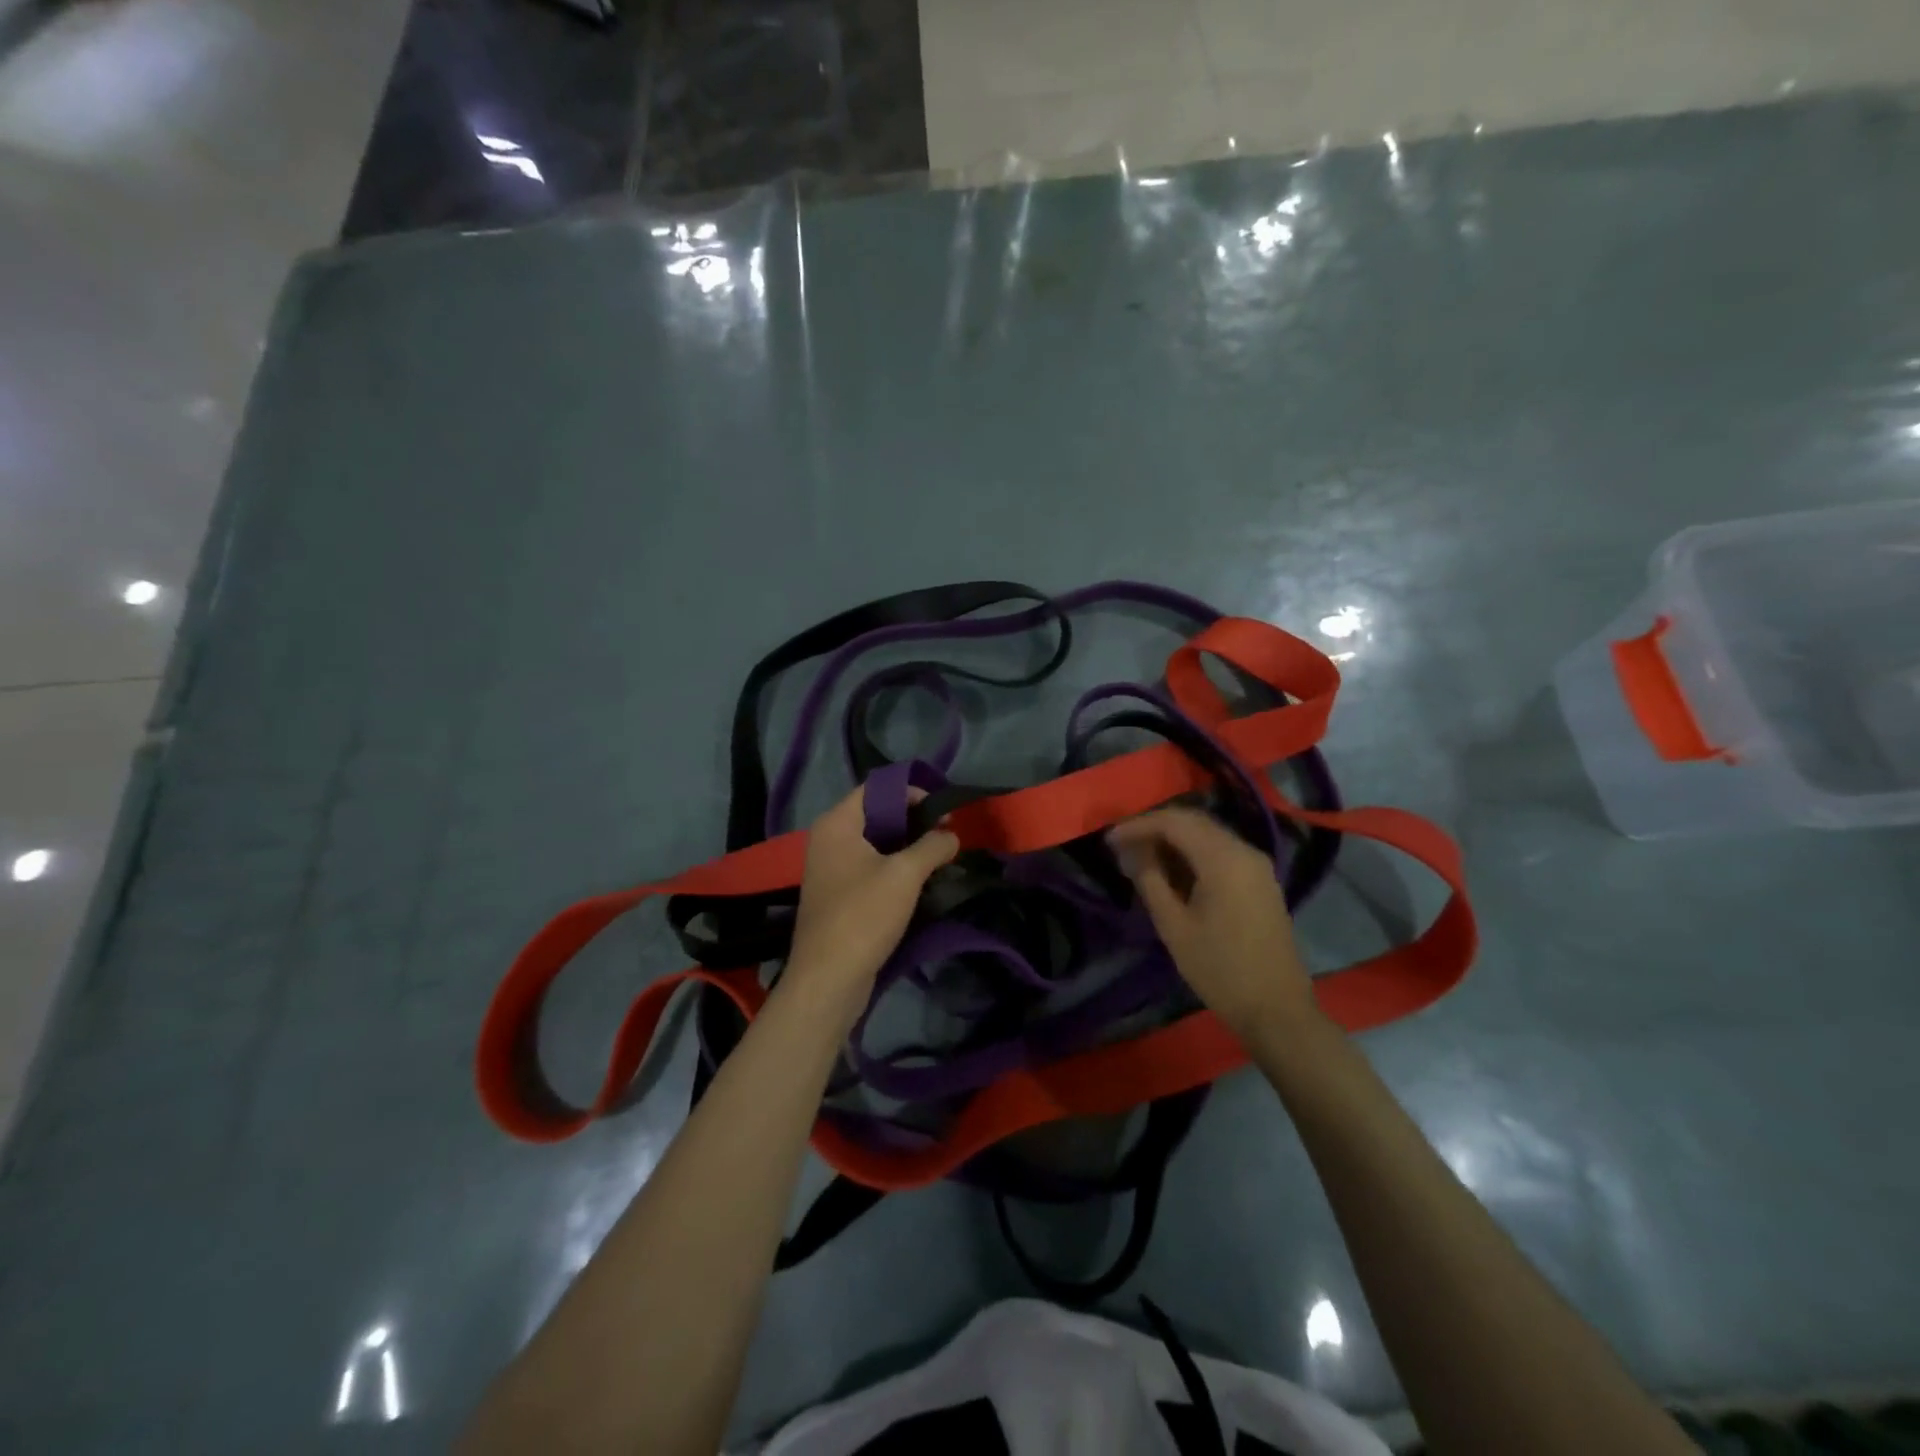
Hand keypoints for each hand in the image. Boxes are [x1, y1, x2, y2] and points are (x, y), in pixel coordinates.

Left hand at [786, 782, 959, 1001]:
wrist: (829, 978)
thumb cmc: (863, 915)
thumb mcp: (905, 875)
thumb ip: (932, 846)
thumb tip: (951, 834)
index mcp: (837, 824)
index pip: (876, 788)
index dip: (911, 792)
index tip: (942, 809)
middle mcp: (830, 839)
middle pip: (877, 814)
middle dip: (914, 821)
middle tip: (948, 833)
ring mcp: (832, 868)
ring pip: (877, 843)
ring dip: (908, 847)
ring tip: (941, 856)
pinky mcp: (840, 894)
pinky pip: (871, 867)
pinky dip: (896, 868)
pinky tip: (922, 880)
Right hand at [1109, 806, 1318, 1038]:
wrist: (1276, 1010)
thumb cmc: (1219, 969)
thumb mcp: (1174, 926)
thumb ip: (1151, 880)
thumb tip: (1133, 852)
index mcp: (1224, 859)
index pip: (1174, 822)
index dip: (1138, 826)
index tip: (1109, 840)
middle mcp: (1244, 851)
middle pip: (1193, 822)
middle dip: (1155, 828)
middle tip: (1123, 845)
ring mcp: (1257, 865)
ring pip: (1208, 835)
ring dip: (1174, 839)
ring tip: (1142, 857)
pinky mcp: (1261, 880)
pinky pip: (1221, 851)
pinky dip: (1193, 852)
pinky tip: (1173, 870)